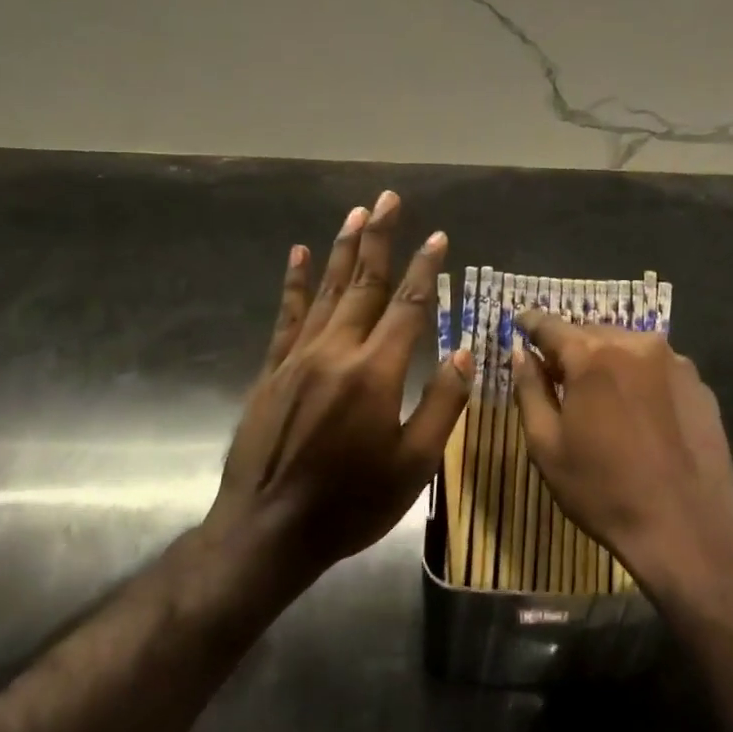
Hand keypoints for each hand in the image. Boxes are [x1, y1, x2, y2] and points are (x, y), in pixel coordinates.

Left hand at [210, 192, 471, 583]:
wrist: (267, 532)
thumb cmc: (351, 503)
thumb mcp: (413, 465)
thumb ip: (442, 404)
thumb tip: (465, 352)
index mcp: (376, 372)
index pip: (409, 306)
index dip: (426, 268)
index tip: (437, 236)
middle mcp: (337, 351)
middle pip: (365, 284)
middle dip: (381, 239)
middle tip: (389, 199)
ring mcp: (299, 357)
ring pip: (326, 290)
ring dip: (343, 249)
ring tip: (356, 213)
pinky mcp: (272, 370)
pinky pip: (286, 316)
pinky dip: (294, 283)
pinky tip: (298, 254)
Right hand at [512, 312, 732, 601]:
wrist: (687, 529)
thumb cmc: (604, 491)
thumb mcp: (547, 446)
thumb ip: (530, 390)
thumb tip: (521, 353)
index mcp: (593, 356)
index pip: (552, 326)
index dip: (532, 323)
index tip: (521, 322)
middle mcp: (636, 345)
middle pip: (592, 333)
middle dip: (572, 347)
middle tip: (557, 370)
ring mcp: (675, 362)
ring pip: (628, 347)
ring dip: (608, 359)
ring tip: (599, 392)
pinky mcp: (699, 385)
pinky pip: (658, 367)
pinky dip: (640, 377)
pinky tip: (639, 411)